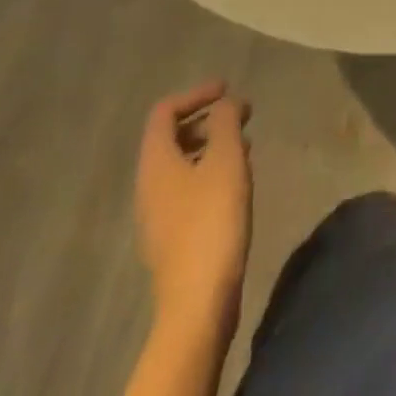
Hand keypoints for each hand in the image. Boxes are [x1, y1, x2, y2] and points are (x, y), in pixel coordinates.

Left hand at [137, 81, 252, 327]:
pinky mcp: (173, 237)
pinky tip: (237, 182)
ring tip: (246, 146)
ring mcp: (158, 215)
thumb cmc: (212, 222)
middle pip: (172, 137)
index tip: (228, 90)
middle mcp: (149, 185)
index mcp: (155, 162)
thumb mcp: (226, 161)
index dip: (196, 94)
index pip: (165, 112)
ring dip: (212, 146)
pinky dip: (211, 172)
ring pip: (182, 164)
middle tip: (243, 116)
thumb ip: (226, 123)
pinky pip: (188, 189)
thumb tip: (225, 104)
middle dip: (208, 120)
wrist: (197, 305)